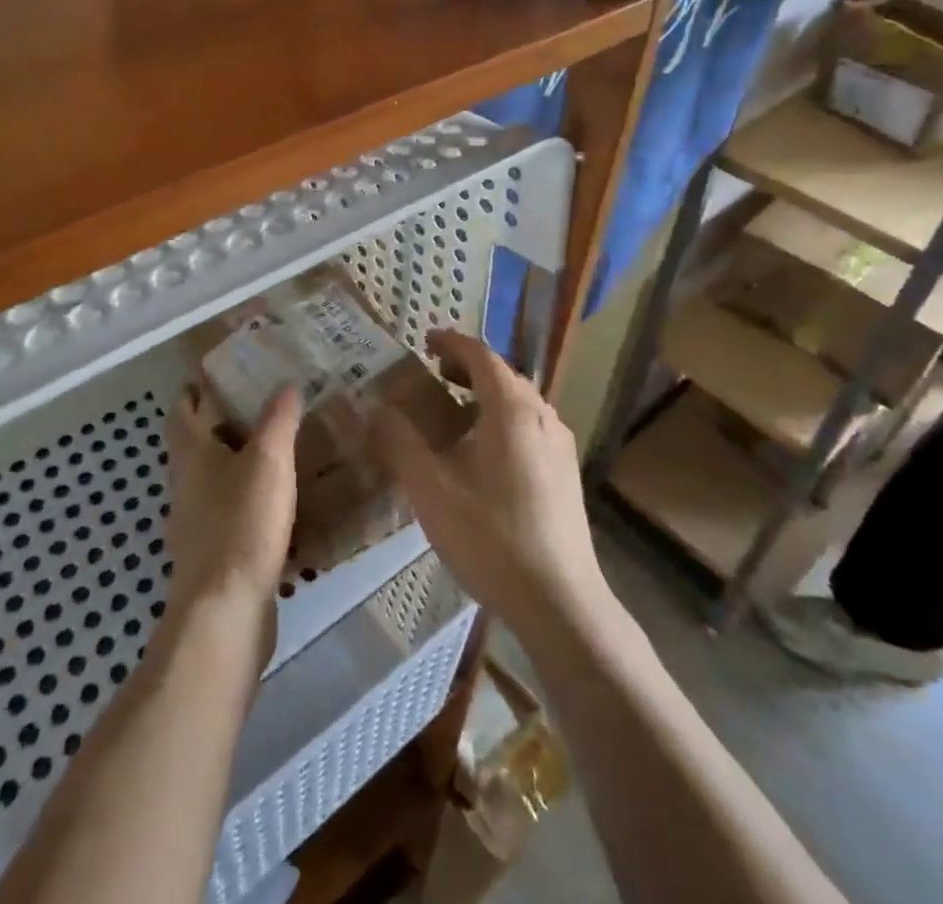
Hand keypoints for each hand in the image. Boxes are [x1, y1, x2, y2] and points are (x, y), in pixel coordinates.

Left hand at [164, 383, 302, 641]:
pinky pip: (226, 515)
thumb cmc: (242, 523)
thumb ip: (278, 419)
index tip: (218, 376)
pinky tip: (275, 506)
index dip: (194, 392)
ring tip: (273, 453)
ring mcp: (194, 525)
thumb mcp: (268, 460)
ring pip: (210, 481)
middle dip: (219, 426)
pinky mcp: (211, 556)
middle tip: (258, 409)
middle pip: (194, 446)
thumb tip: (285, 382)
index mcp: (191, 455)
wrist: (225, 611)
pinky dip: (245, 502)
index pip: (181, 412)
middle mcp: (185, 486)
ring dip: (233, 464)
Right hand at [372, 330, 608, 642]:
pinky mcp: (566, 474)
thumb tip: (376, 409)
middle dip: (467, 368)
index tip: (426, 340)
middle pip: (503, 376)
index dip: (452, 343)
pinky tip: (485, 453)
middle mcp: (542, 416)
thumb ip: (399, 443)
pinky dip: (503, 419)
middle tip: (434, 374)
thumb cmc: (490, 537)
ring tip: (455, 411)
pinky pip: (531, 426)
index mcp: (512, 409)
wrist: (559, 602)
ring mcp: (560, 446)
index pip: (481, 356)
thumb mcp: (431, 489)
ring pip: (520, 402)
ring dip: (486, 395)